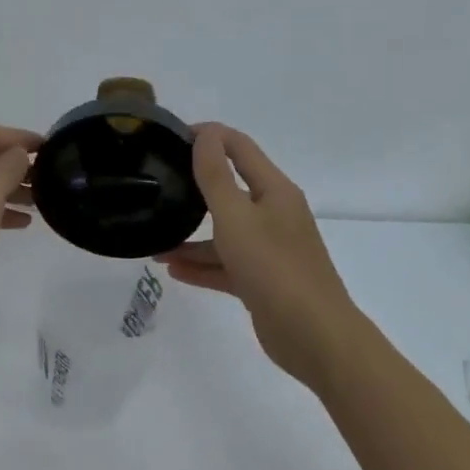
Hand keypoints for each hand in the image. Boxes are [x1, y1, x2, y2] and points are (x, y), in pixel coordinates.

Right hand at [155, 124, 355, 386]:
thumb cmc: (273, 266)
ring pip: (225, 233)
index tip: (171, 137)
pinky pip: (226, 265)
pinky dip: (202, 266)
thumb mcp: (236, 216)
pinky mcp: (263, 281)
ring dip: (192, 236)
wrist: (313, 335)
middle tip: (158, 183)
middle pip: (230, 190)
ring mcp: (270, 249)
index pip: (239, 148)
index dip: (209, 136)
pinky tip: (173, 271)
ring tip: (155, 243)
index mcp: (274, 191)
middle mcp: (274, 215)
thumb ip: (216, 175)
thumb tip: (205, 134)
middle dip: (195, 186)